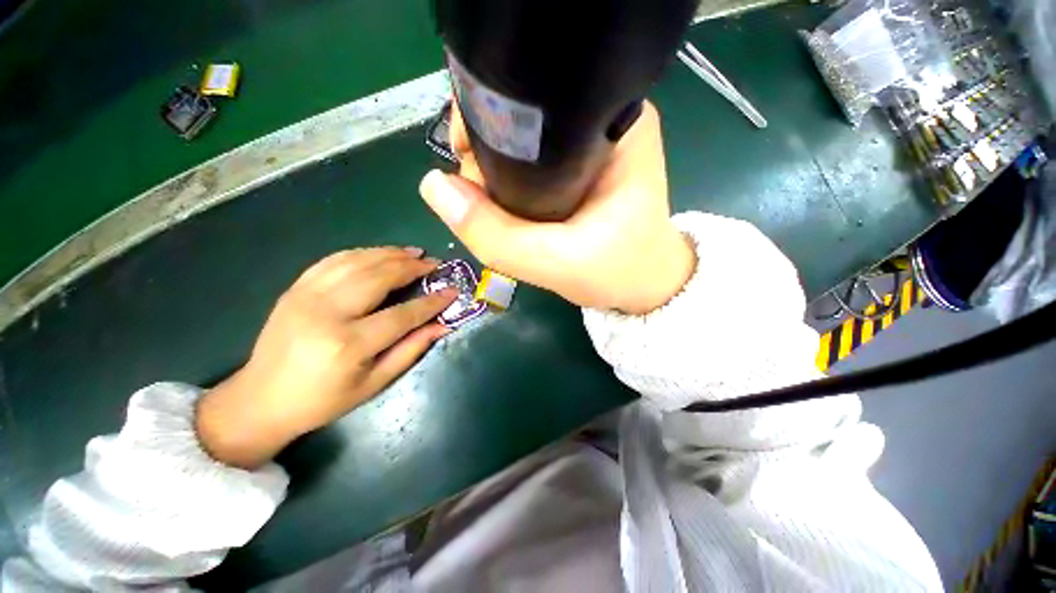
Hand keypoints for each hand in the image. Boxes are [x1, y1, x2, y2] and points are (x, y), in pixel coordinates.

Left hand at [196, 248, 457, 468]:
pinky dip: (362, 253)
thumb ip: (411, 350)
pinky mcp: (295, 289)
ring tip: (413, 253)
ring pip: (356, 262)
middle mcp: (327, 313)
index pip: (402, 314)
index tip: (452, 291)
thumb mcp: (374, 383)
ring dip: (390, 253)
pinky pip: (333, 260)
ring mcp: (306, 296)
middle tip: (434, 263)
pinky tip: (379, 254)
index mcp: (349, 344)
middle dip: (412, 267)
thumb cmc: (324, 400)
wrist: (261, 399)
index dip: (431, 302)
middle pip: (378, 277)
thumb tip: (442, 325)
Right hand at [419, 101, 695, 313]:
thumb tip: (434, 187)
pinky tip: (511, 207)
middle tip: (489, 204)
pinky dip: (510, 183)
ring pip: (520, 143)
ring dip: (496, 174)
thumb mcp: (554, 263)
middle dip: (488, 158)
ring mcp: (590, 142)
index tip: (467, 164)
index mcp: (612, 125)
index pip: (531, 98)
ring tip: (501, 210)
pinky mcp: (580, 164)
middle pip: (520, 118)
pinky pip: (529, 162)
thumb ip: (495, 234)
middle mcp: (602, 120)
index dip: (485, 123)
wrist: (644, 285)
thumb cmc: (616, 271)